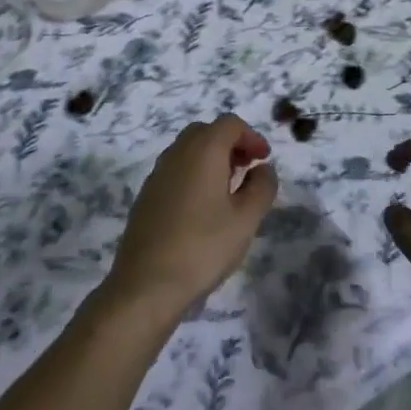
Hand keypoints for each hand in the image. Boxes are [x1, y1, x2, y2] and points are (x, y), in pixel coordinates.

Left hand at [106, 115, 278, 322]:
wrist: (146, 285)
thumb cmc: (203, 247)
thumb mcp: (246, 219)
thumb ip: (262, 187)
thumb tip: (264, 169)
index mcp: (203, 150)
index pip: (230, 124)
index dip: (252, 137)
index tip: (264, 161)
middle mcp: (177, 153)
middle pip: (207, 132)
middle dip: (231, 144)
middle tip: (248, 170)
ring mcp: (157, 174)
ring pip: (188, 150)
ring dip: (212, 159)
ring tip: (229, 190)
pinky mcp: (146, 195)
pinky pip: (175, 170)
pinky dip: (194, 174)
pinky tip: (203, 208)